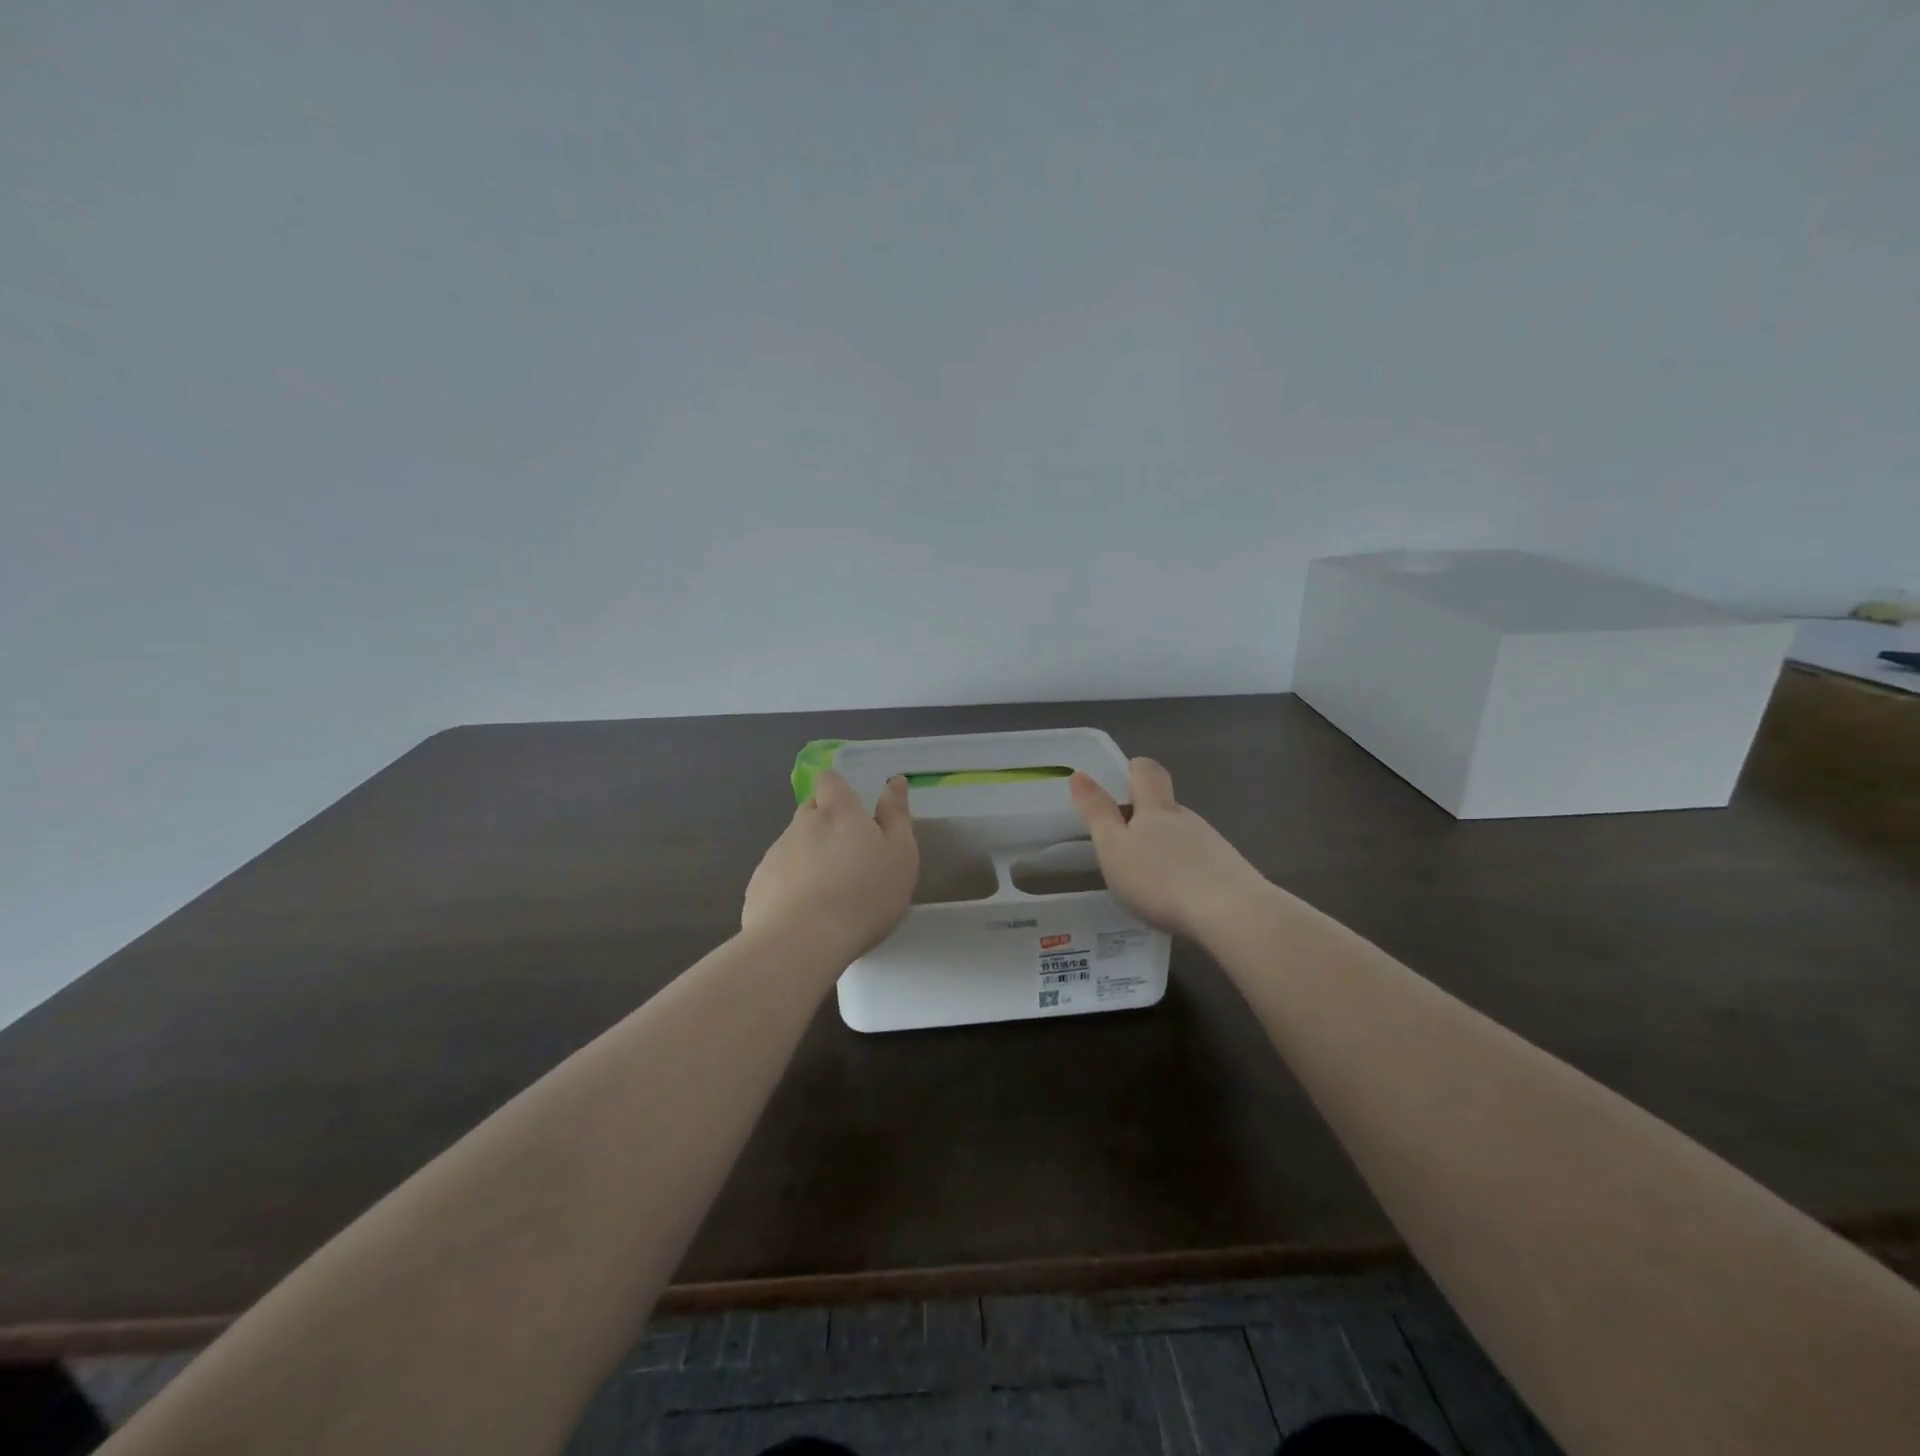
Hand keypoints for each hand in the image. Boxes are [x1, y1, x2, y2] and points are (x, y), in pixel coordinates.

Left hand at [742, 770, 917, 957]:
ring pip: (793, 843)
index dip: (836, 787)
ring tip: (827, 890)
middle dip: (824, 821)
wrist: (803, 941)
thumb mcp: (900, 854)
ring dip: (808, 855)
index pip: (829, 780)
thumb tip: (893, 781)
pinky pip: (777, 875)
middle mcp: (801, 824)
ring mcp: (775, 854)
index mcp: (838, 811)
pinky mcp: (757, 885)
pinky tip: (804, 911)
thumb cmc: (865, 894)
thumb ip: (896, 815)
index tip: (849, 805)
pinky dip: (790, 884)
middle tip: (845, 852)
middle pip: (810, 810)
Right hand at [1069, 758, 1269, 938]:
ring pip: (1183, 836)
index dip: (1134, 770)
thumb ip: (1097, 812)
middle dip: (1145, 819)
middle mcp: (1187, 818)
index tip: (1121, 781)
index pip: (1147, 771)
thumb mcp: (1114, 847)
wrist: (1232, 914)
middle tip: (1123, 846)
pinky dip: (1185, 873)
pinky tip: (1177, 900)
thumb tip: (1079, 774)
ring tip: (1149, 880)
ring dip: (1166, 849)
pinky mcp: (1230, 872)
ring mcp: (1213, 844)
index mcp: (1156, 808)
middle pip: (1165, 807)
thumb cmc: (1160, 878)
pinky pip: (1201, 864)